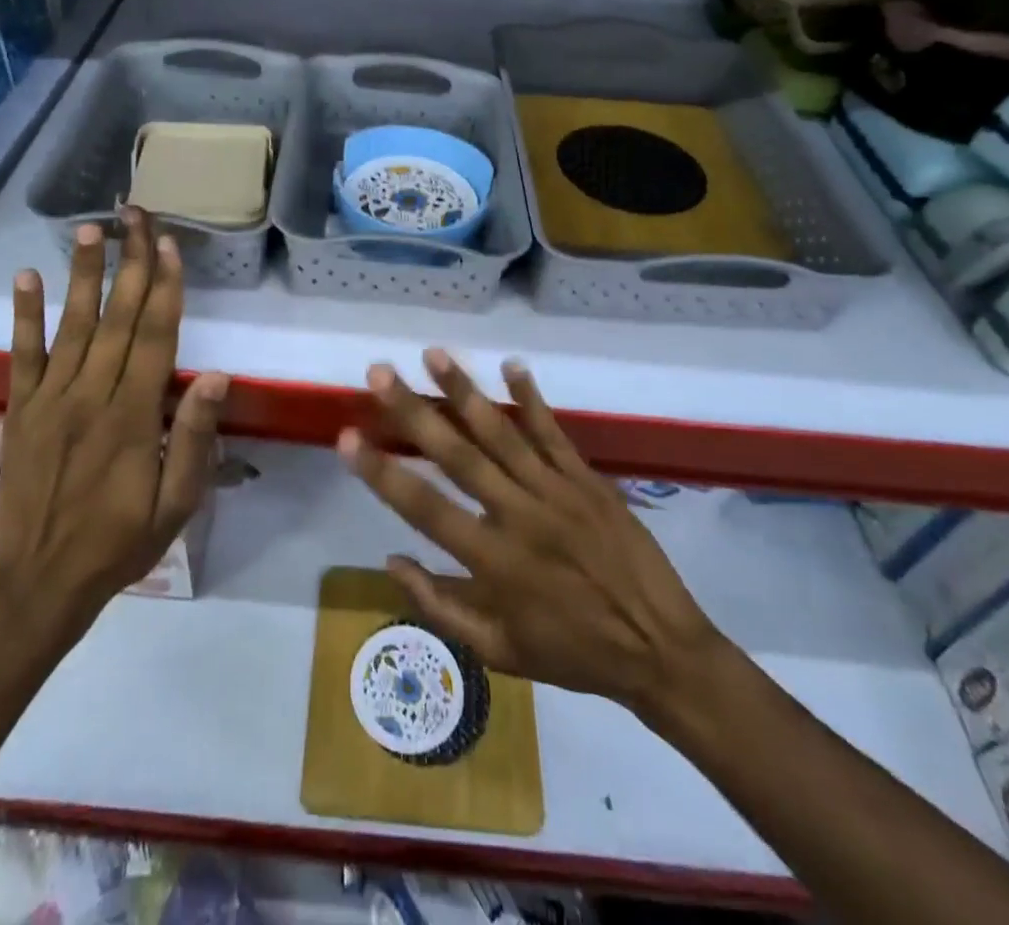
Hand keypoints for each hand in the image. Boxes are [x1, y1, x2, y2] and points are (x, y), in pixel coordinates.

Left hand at [0, 208, 228, 630]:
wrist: (42, 582)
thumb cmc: (122, 541)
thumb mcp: (176, 504)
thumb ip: (193, 438)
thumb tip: (215, 376)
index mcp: (134, 417)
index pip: (155, 337)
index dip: (164, 287)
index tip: (167, 244)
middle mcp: (92, 396)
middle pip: (118, 318)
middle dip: (131, 263)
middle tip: (136, 215)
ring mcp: (51, 400)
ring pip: (72, 326)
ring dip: (83, 275)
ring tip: (91, 229)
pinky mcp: (21, 411)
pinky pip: (22, 356)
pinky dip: (24, 316)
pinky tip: (27, 277)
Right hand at [341, 350, 731, 735]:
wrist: (661, 649)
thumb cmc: (572, 653)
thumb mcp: (499, 652)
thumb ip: (440, 605)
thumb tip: (390, 559)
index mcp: (494, 561)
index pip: (424, 508)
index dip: (381, 472)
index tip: (346, 437)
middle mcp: (520, 515)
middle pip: (458, 455)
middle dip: (413, 410)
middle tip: (378, 373)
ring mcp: (557, 490)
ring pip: (502, 432)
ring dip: (464, 391)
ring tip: (433, 354)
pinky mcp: (587, 479)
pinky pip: (554, 432)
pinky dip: (532, 398)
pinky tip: (511, 365)